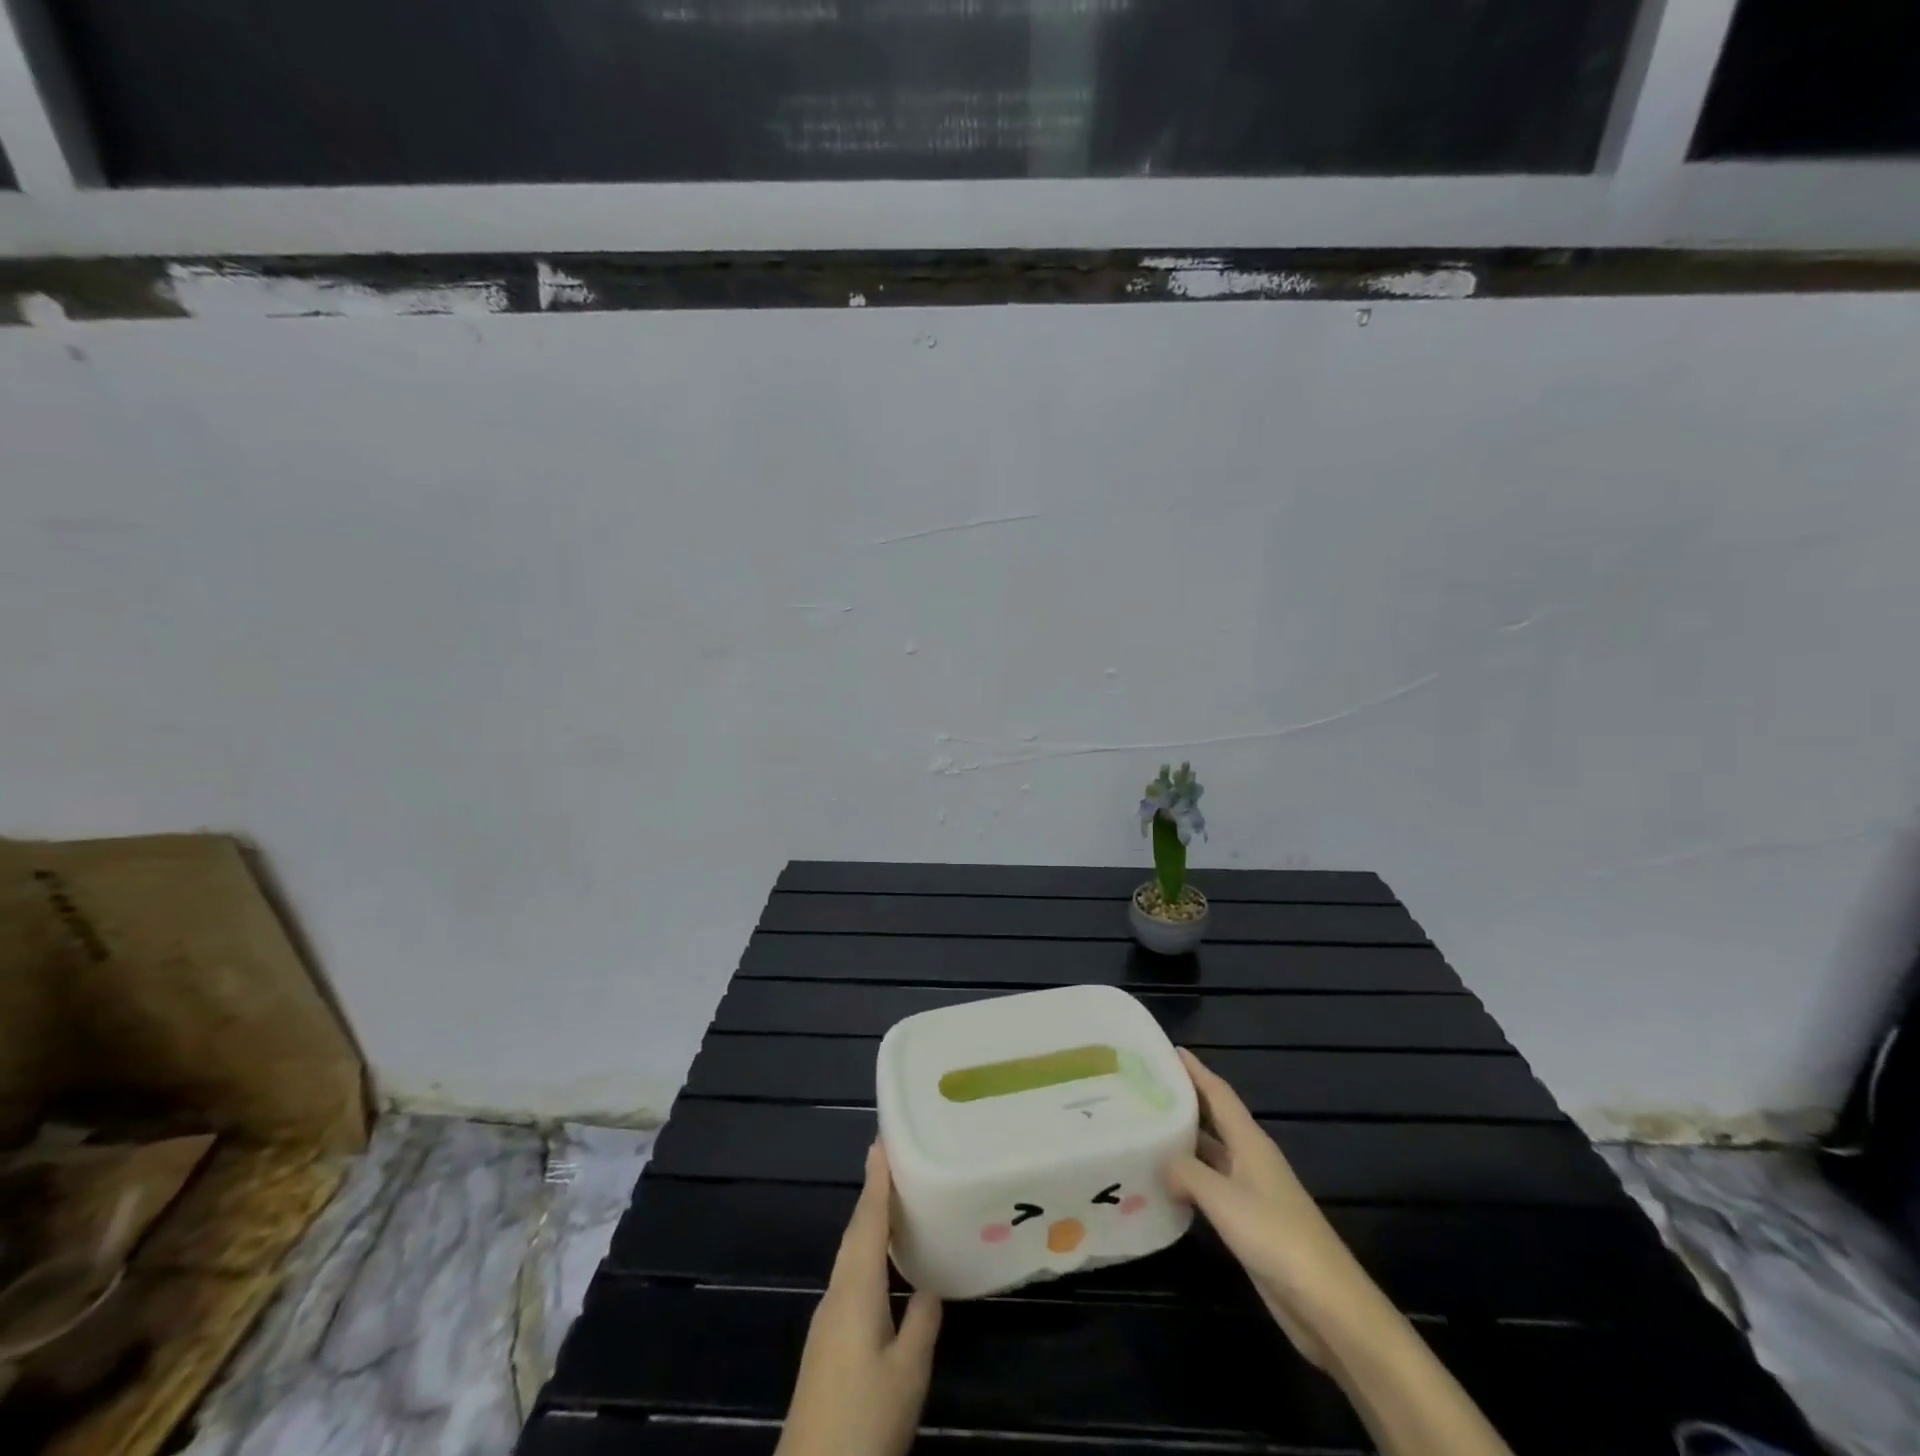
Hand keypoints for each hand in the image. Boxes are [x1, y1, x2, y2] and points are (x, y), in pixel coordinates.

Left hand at [776, 1142, 942, 1455]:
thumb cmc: (864, 1421)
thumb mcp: (907, 1374)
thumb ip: (921, 1321)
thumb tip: (930, 1282)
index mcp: (855, 1291)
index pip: (867, 1222)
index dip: (877, 1181)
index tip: (882, 1140)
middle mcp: (836, 1294)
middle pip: (855, 1233)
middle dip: (872, 1194)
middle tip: (892, 1158)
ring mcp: (827, 1319)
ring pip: (851, 1255)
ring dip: (869, 1223)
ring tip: (893, 1197)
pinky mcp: (827, 1341)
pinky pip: (849, 1276)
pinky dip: (866, 1252)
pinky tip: (881, 1262)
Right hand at [1163, 1048, 1376, 1369]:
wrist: (1326, 1303)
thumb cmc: (1276, 1236)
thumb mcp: (1223, 1198)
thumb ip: (1187, 1172)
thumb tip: (1160, 1159)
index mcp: (1250, 1142)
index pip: (1218, 1093)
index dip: (1195, 1070)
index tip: (1166, 1050)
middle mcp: (1250, 1158)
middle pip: (1214, 1119)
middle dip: (1184, 1102)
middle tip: (1144, 1089)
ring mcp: (1251, 1191)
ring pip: (1211, 1154)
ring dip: (1183, 1142)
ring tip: (1144, 1130)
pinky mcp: (1249, 1223)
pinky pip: (1211, 1187)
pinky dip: (1189, 1180)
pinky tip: (1164, 1184)